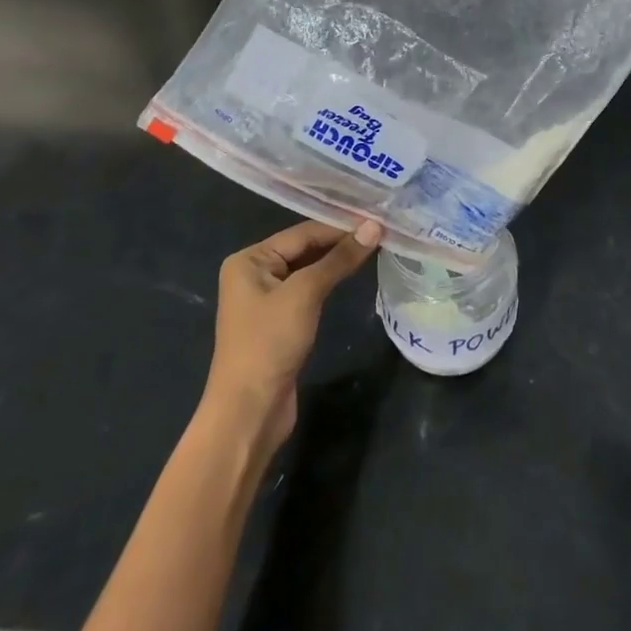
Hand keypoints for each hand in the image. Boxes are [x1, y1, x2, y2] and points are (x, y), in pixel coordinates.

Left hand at [202, 219, 382, 455]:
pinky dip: (329, 282)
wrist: (249, 412)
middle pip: (304, 249)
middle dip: (340, 242)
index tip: (377, 219)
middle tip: (380, 231)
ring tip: (375, 247)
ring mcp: (266, 299)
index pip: (302, 233)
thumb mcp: (305, 294)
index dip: (340, 226)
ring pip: (308, 270)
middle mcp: (254, 273)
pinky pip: (308, 291)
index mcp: (249, 259)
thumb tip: (374, 227)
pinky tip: (353, 275)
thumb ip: (339, 259)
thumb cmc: (270, 343)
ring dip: (337, 262)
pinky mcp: (279, 322)